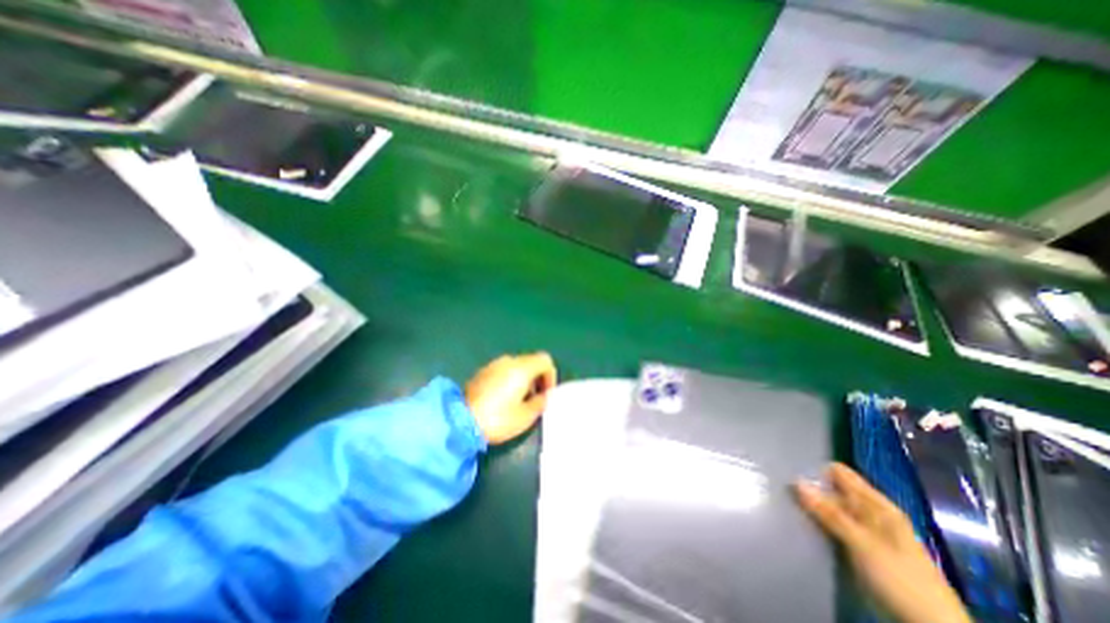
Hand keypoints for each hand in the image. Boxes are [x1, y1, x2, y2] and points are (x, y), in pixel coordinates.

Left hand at [464, 354, 560, 444]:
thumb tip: (543, 396)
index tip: (546, 394)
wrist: (459, 421)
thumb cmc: (498, 419)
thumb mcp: (526, 417)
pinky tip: (503, 399)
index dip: (550, 376)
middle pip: (531, 361)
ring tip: (520, 401)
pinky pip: (504, 370)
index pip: (545, 360)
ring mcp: (493, 364)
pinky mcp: (482, 372)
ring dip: (524, 379)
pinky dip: (510, 379)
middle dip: (537, 378)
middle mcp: (509, 361)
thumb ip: (540, 403)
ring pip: (517, 366)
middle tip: (535, 399)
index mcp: (522, 368)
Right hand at [798, 462, 972, 622]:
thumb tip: (796, 480)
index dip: (816, 471)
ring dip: (812, 509)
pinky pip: (833, 528)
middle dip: (810, 491)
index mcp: (876, 504)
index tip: (791, 475)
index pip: (840, 473)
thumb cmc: (900, 579)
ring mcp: (865, 532)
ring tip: (787, 507)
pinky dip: (819, 525)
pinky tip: (802, 526)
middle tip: (782, 492)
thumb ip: (829, 512)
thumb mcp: (862, 543)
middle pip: (833, 490)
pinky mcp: (859, 549)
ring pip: (831, 510)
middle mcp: (870, 513)